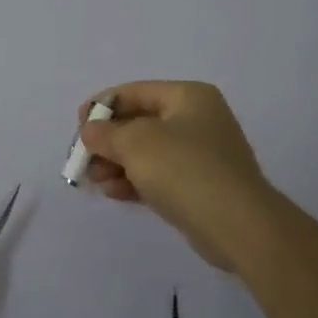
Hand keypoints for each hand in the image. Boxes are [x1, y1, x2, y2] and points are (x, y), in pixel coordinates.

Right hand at [79, 81, 275, 271]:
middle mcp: (198, 119)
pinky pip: (159, 175)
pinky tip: (114, 193)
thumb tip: (91, 131)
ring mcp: (202, 154)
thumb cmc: (184, 169)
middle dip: (108, 141)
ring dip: (118, 163)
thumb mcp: (136, 143)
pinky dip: (135, 180)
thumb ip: (106, 133)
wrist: (238, 226)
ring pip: (148, 152)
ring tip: (95, 181)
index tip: (79, 126)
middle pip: (140, 122)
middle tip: (84, 159)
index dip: (102, 106)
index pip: (135, 92)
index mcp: (188, 96)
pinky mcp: (201, 186)